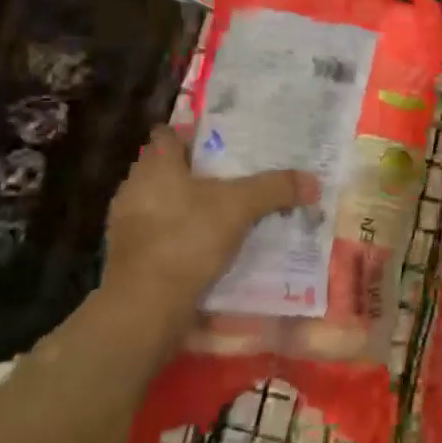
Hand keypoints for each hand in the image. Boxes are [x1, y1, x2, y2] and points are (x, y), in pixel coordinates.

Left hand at [101, 126, 316, 312]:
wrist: (143, 308)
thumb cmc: (186, 238)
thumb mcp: (240, 207)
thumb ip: (275, 188)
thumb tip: (314, 181)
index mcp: (156, 164)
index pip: (168, 134)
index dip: (192, 134)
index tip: (221, 141)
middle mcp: (135, 187)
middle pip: (167, 168)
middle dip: (196, 172)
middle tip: (233, 175)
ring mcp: (127, 225)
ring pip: (163, 203)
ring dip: (187, 206)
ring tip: (224, 211)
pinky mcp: (128, 258)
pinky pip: (159, 234)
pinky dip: (180, 235)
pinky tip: (206, 246)